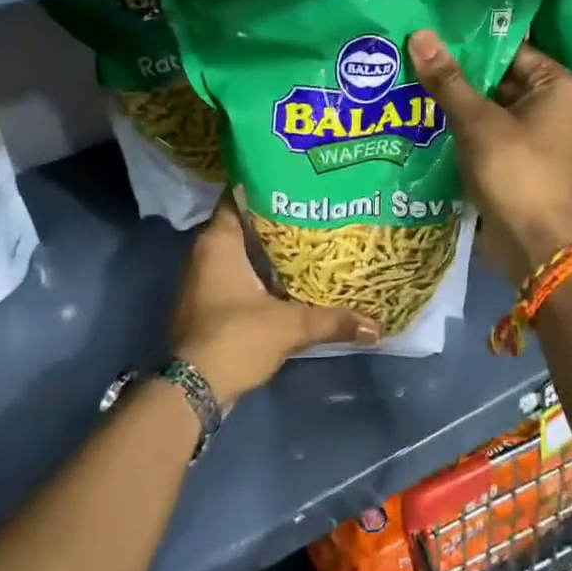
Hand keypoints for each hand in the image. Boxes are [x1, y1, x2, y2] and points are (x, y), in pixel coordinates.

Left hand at [169, 198, 378, 403]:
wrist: (195, 389)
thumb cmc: (237, 337)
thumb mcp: (290, 326)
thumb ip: (332, 320)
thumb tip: (376, 326)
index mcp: (218, 242)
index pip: (238, 196)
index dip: (265, 185)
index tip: (296, 180)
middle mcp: (204, 254)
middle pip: (242, 224)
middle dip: (274, 218)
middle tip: (312, 209)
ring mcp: (201, 280)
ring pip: (238, 252)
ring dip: (265, 248)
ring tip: (306, 240)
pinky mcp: (205, 305)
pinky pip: (235, 276)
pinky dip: (257, 274)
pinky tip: (287, 278)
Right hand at [408, 30, 571, 285]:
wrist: (535, 246)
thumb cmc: (517, 173)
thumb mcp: (479, 122)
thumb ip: (448, 80)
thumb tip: (420, 34)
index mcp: (556, 86)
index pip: (510, 49)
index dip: (470, 41)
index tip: (430, 31)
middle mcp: (548, 105)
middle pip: (496, 77)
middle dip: (456, 72)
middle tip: (409, 52)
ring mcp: (530, 134)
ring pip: (485, 106)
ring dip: (452, 100)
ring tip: (406, 77)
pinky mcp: (512, 159)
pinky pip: (482, 132)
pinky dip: (457, 127)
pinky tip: (419, 115)